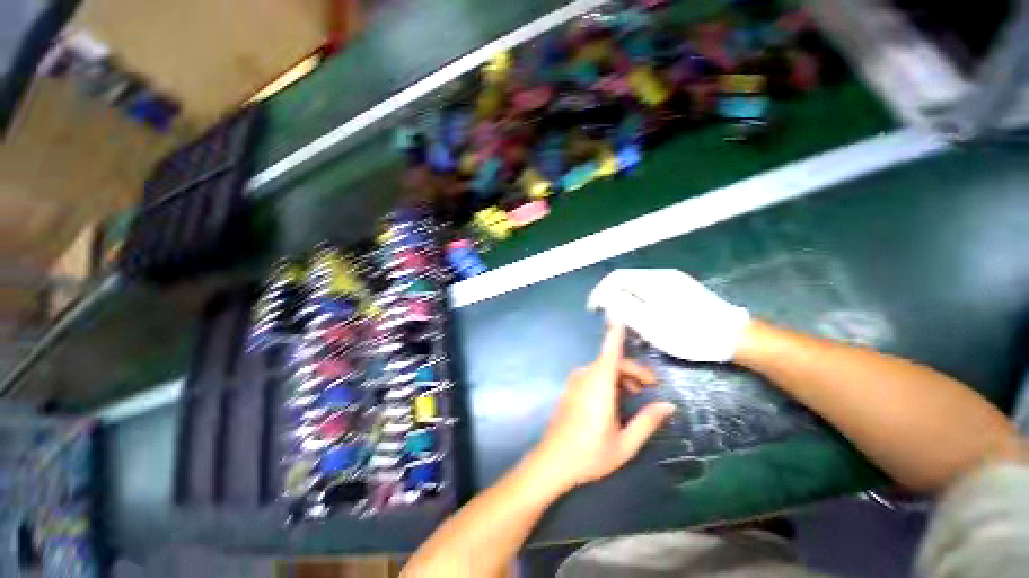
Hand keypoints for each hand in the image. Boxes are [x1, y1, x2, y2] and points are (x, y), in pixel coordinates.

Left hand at [531, 324, 675, 491]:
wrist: (552, 460)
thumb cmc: (590, 453)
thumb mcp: (625, 444)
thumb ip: (647, 421)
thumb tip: (669, 405)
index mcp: (599, 385)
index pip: (610, 352)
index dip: (615, 333)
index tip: (619, 314)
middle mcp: (585, 376)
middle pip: (612, 362)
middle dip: (634, 370)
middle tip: (652, 388)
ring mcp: (575, 381)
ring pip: (603, 369)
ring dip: (621, 377)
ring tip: (636, 396)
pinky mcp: (571, 388)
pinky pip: (593, 376)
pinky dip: (608, 380)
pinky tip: (616, 400)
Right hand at [587, 269, 750, 361]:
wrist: (734, 337)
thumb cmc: (689, 333)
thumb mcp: (650, 323)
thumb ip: (623, 307)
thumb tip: (605, 296)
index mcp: (652, 281)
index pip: (616, 278)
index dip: (600, 291)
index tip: (594, 309)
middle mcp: (661, 276)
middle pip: (626, 281)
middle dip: (613, 298)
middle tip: (610, 319)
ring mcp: (673, 282)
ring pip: (638, 287)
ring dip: (626, 302)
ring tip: (626, 322)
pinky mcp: (681, 291)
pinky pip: (651, 293)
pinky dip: (640, 304)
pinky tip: (645, 320)